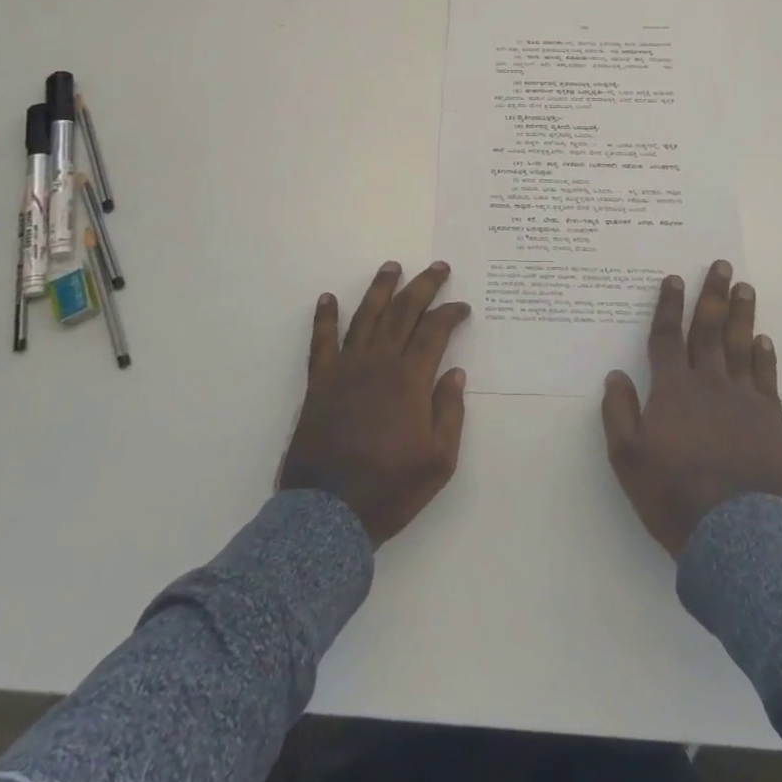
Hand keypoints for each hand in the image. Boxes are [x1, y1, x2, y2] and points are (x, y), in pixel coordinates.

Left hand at [279, 261, 470, 546]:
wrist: (328, 514)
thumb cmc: (390, 488)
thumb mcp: (439, 461)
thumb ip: (449, 412)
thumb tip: (455, 372)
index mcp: (410, 380)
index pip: (434, 331)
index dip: (450, 313)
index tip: (462, 306)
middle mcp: (379, 363)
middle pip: (403, 312)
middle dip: (423, 286)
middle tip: (438, 267)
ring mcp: (346, 369)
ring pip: (366, 316)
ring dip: (381, 289)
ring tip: (392, 267)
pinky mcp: (319, 382)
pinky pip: (321, 341)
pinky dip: (324, 318)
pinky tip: (327, 298)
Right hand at [601, 260, 781, 555]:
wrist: (734, 536)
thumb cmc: (672, 495)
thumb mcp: (628, 458)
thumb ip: (619, 413)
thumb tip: (615, 375)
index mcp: (673, 390)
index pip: (667, 337)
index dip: (668, 306)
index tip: (672, 278)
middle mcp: (709, 384)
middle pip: (709, 330)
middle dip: (712, 294)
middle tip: (721, 265)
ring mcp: (744, 400)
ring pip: (741, 346)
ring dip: (742, 314)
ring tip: (745, 287)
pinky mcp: (770, 420)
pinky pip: (767, 378)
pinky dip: (764, 356)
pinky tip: (763, 340)